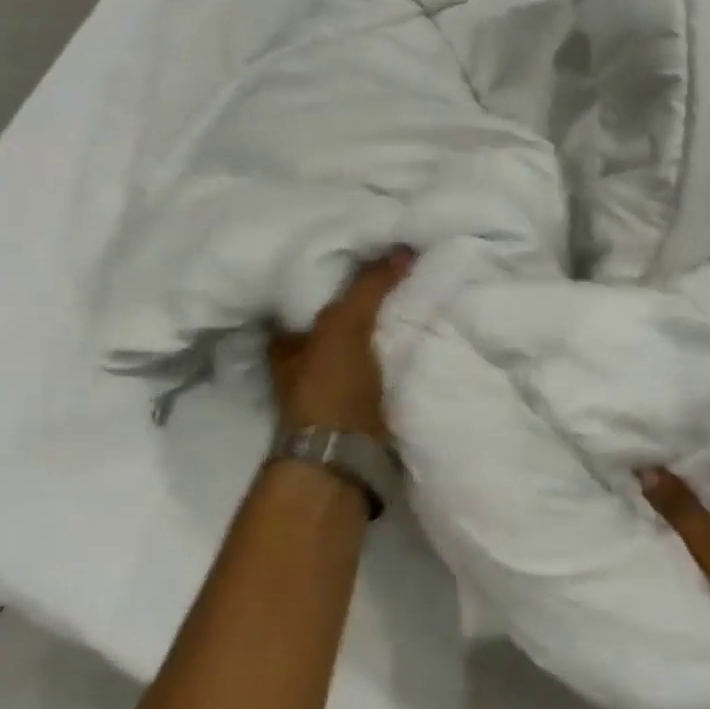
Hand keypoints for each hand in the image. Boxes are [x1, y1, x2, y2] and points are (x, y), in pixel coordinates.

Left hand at [267, 249, 414, 440]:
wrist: (345, 460)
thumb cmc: (331, 387)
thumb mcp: (346, 326)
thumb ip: (369, 287)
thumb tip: (402, 248)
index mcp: (288, 341)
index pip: (310, 295)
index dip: (336, 275)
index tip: (369, 254)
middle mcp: (305, 362)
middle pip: (340, 320)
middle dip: (367, 302)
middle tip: (403, 274)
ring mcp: (334, 387)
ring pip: (364, 343)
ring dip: (387, 327)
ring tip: (419, 299)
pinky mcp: (363, 406)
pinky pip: (384, 366)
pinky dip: (399, 352)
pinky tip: (421, 336)